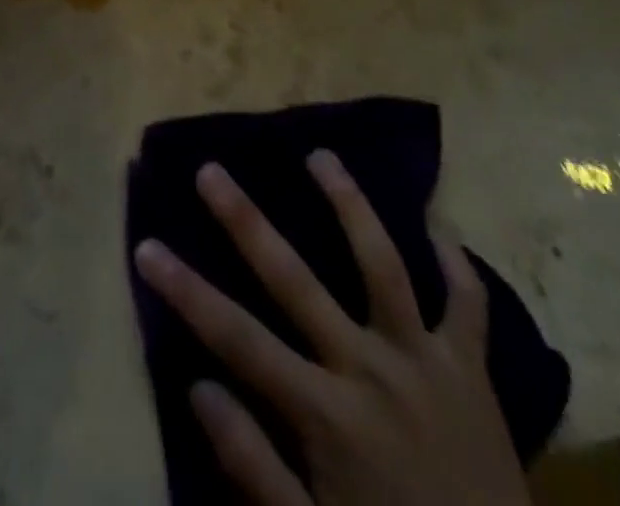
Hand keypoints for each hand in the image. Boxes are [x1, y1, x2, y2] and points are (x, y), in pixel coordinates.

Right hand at [133, 152, 528, 505]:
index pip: (238, 338)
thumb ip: (252, 465)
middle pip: (295, 280)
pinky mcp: (473, 368)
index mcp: (327, 414)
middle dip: (246, 222)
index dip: (187, 291)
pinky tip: (436, 221)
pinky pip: (468, 303)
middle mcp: (371, 369)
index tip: (146, 247)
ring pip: (382, 264)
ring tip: (322, 156)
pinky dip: (455, 261)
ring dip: (349, 205)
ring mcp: (425, 361)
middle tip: (211, 170)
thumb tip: (198, 387)